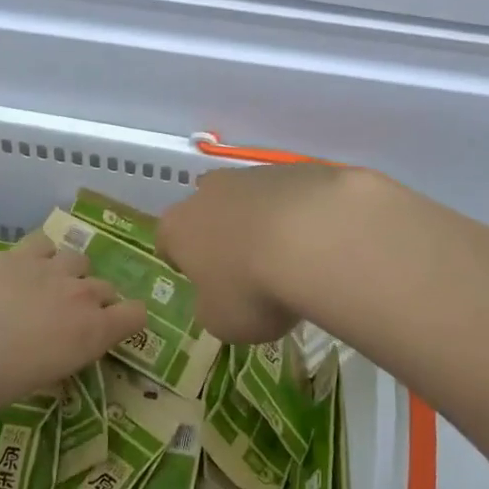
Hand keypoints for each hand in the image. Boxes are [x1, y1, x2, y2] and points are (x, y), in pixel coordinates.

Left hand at [0, 234, 146, 409]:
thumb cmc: (1, 380)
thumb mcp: (44, 378)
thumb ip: (63, 354)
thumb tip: (59, 349)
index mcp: (94, 331)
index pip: (136, 314)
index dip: (128, 318)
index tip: (113, 326)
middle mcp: (82, 294)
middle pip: (106, 287)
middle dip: (93, 299)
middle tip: (68, 315)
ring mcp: (53, 268)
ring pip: (78, 259)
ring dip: (69, 272)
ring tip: (46, 285)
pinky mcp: (22, 252)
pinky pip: (44, 242)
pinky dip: (40, 253)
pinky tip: (24, 265)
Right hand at [158, 164, 352, 343]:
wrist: (317, 239)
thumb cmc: (253, 288)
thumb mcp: (223, 321)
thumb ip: (212, 307)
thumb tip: (217, 299)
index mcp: (179, 226)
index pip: (168, 241)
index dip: (183, 262)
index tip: (202, 281)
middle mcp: (209, 191)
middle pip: (209, 212)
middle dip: (224, 235)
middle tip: (247, 269)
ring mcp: (254, 174)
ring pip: (251, 199)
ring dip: (263, 222)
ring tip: (291, 257)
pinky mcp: (296, 168)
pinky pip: (290, 195)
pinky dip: (299, 214)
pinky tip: (319, 240)